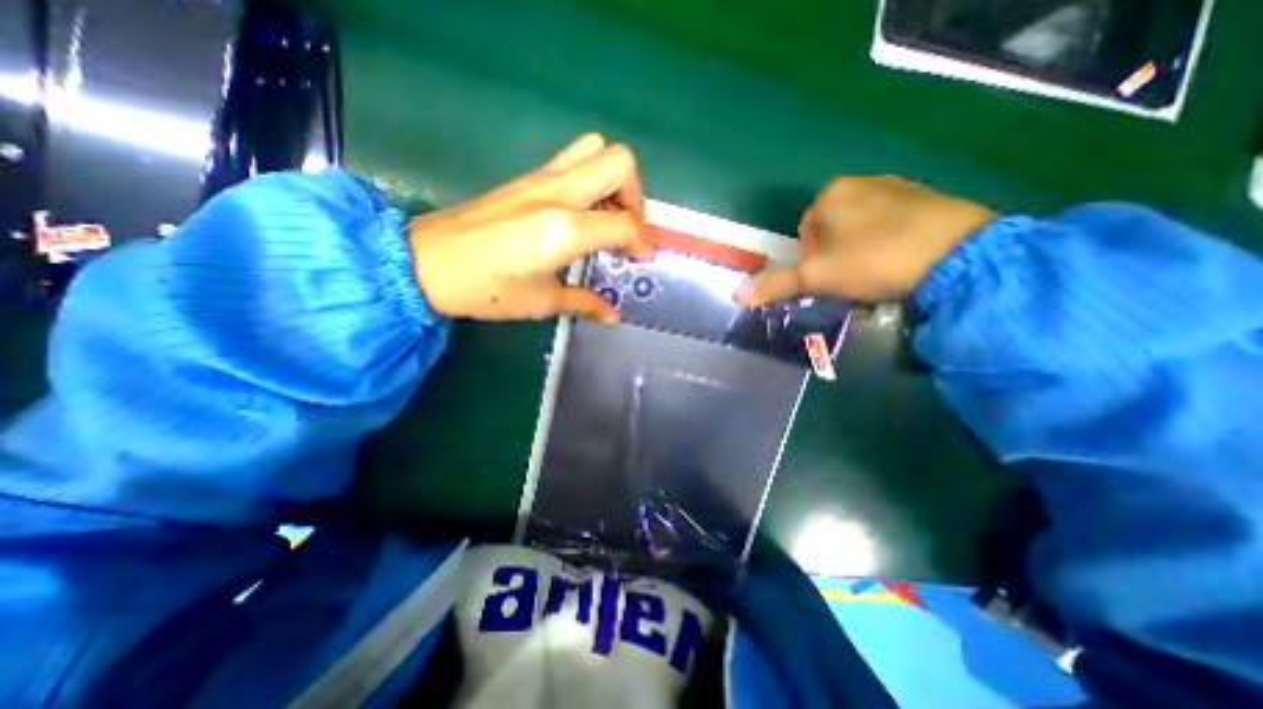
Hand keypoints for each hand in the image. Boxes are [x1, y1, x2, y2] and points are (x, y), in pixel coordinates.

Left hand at [411, 132, 655, 322]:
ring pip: (595, 151)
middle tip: (626, 228)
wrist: (427, 263)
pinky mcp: (527, 178)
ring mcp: (541, 179)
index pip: (624, 224)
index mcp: (565, 229)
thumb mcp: (542, 302)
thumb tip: (613, 317)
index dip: (642, 242)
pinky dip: (590, 181)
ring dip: (612, 181)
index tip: (643, 259)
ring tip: (606, 217)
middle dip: (635, 195)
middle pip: (619, 162)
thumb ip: (585, 303)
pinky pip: (572, 161)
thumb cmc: (487, 289)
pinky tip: (580, 214)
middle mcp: (558, 193)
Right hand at [742, 173, 996, 303]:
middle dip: (836, 261)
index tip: (830, 281)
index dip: (812, 264)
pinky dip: (889, 247)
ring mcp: (898, 188)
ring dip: (861, 257)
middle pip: (832, 234)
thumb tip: (736, 296)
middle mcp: (861, 183)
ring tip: (878, 279)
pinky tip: (902, 266)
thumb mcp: (816, 277)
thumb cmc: (873, 261)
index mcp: (830, 194)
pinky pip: (892, 227)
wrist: (958, 255)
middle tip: (853, 283)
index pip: (805, 235)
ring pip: (861, 232)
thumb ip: (775, 284)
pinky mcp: (928, 199)